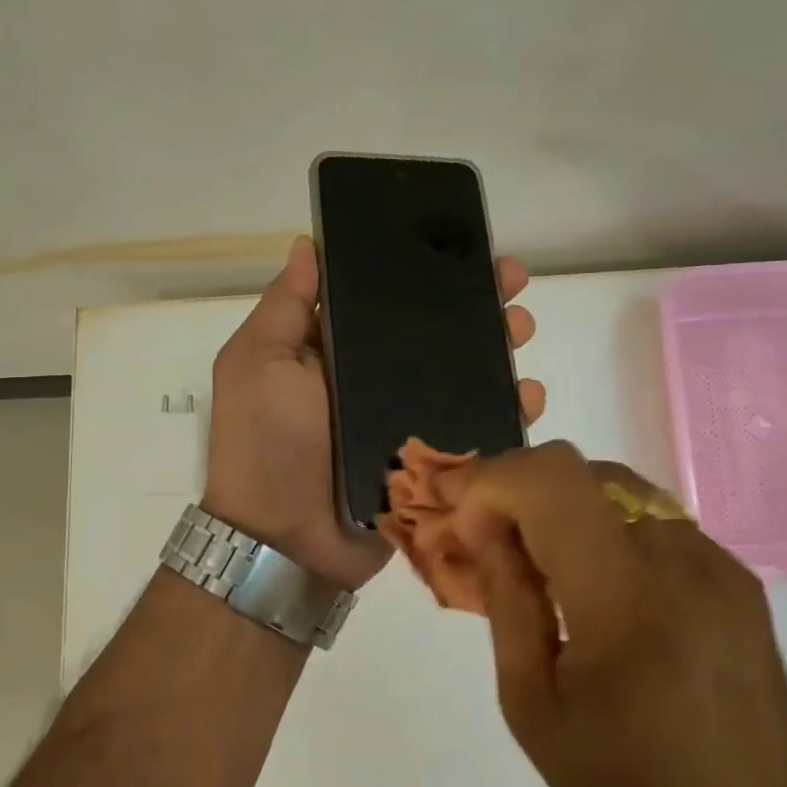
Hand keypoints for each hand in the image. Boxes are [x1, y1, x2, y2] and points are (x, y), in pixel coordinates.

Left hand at [201, 235, 544, 592]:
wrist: (285, 542)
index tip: (461, 247)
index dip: (423, 270)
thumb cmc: (266, 442)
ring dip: (499, 348)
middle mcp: (375, 380)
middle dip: (475, 304)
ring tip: (523, 330)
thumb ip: (284, 306)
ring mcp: (407, 421)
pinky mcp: (432, 462)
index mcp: (336, 350)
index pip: (387, 298)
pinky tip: (529, 393)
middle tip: (512, 284)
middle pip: (435, 333)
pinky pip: (476, 428)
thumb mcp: (258, 361)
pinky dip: (507, 409)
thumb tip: (307, 244)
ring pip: (464, 375)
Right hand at [446, 442, 786, 786]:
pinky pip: (656, 521)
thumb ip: (507, 596)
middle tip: (490, 538)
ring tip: (539, 560)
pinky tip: (595, 582)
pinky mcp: (740, 580)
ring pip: (620, 488)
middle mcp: (683, 562)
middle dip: (522, 488)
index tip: (460, 514)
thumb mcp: (531, 703)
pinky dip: (607, 527)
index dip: (492, 480)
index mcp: (625, 600)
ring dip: (564, 505)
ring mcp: (721, 566)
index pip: (551, 481)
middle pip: (585, 470)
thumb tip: (483, 522)